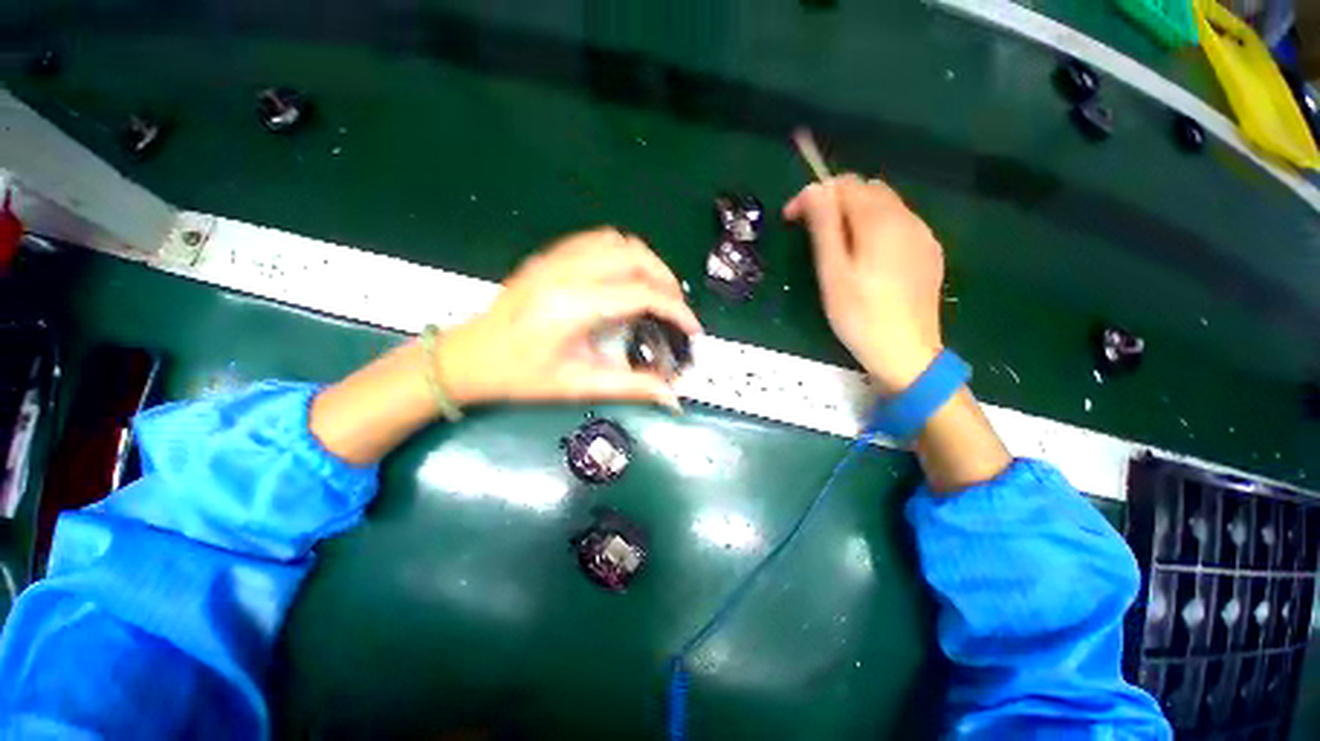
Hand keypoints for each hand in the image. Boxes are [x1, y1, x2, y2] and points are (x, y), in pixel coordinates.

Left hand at [437, 228, 700, 409]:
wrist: (470, 357)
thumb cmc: (521, 377)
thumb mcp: (578, 385)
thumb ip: (631, 387)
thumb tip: (672, 397)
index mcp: (572, 307)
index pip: (641, 295)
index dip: (676, 310)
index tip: (693, 329)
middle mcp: (566, 272)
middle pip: (634, 256)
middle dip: (666, 280)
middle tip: (676, 309)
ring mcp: (555, 259)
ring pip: (618, 240)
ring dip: (646, 262)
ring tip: (656, 291)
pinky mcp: (549, 256)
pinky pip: (597, 240)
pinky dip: (623, 254)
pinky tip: (626, 278)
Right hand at [785, 174, 943, 393]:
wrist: (907, 351)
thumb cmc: (859, 315)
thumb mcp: (832, 272)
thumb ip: (824, 227)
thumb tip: (814, 190)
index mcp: (880, 221)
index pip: (843, 185)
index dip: (813, 195)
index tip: (791, 218)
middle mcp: (907, 218)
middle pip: (867, 190)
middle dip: (834, 202)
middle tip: (811, 232)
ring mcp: (923, 235)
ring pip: (885, 206)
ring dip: (855, 214)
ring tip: (836, 246)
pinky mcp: (929, 252)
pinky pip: (900, 224)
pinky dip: (876, 228)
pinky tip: (867, 257)